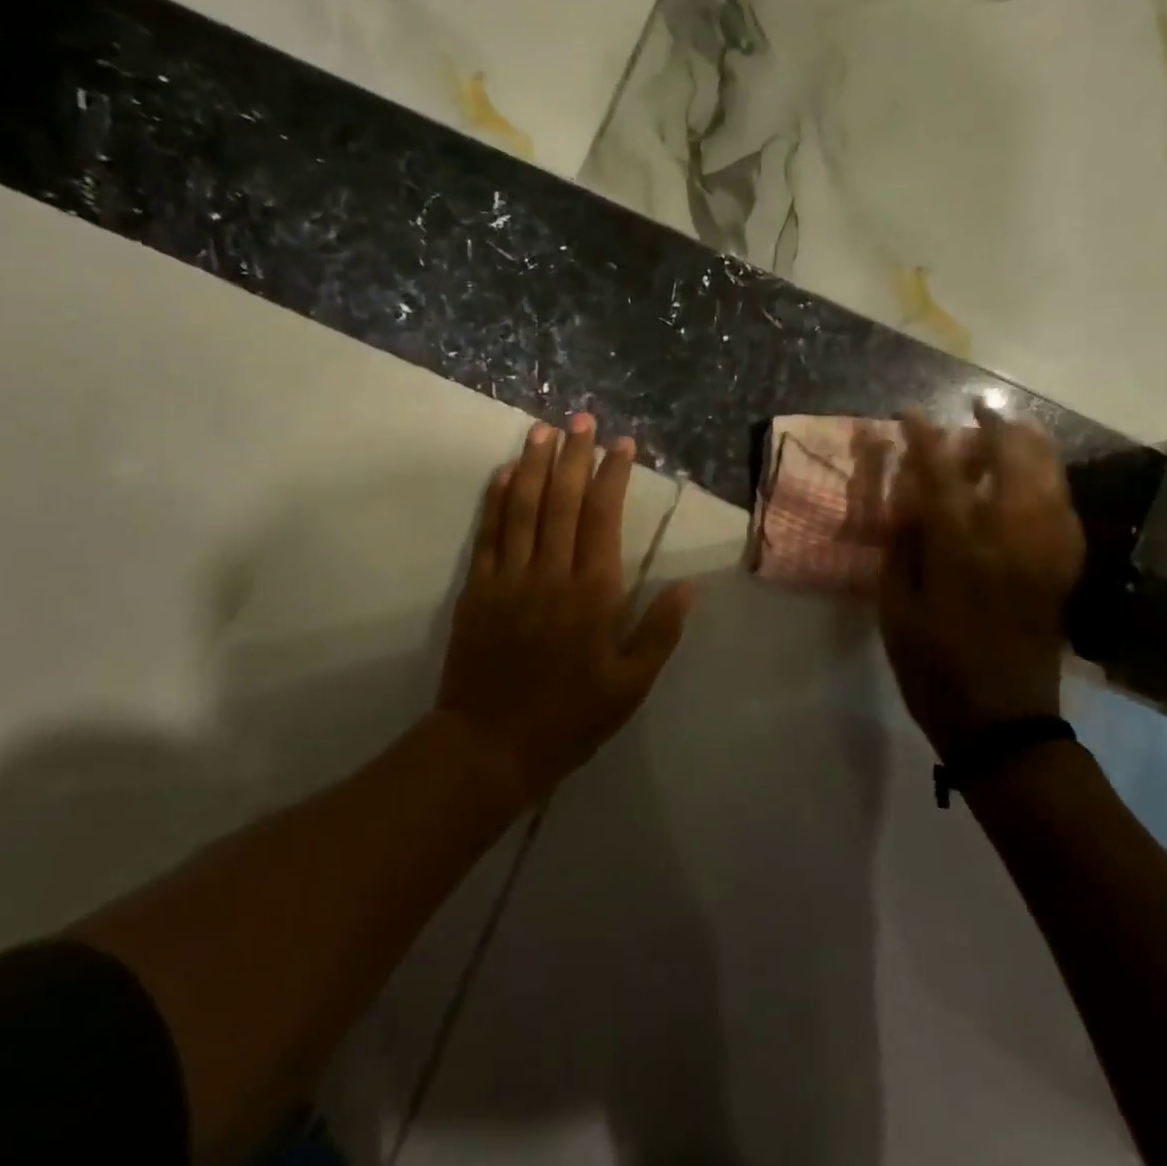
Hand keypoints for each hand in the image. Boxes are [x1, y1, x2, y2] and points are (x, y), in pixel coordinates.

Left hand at [437, 415, 695, 805]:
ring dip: (536, 464)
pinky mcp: (477, 590)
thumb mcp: (631, 686)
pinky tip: (505, 472)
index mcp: (593, 593)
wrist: (491, 746)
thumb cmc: (570, 717)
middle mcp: (551, 573)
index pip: (604, 517)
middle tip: (582, 419)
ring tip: (544, 429)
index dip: (613, 475)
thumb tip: (689, 587)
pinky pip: (488, 534)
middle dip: (574, 455)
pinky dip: (497, 499)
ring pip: (524, 507)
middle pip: (563, 500)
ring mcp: (509, 578)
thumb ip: (660, 633)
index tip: (622, 444)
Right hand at [879, 405, 1084, 758]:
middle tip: (976, 410)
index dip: (926, 438)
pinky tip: (1038, 479)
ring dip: (1031, 446)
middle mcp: (1011, 541)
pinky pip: (1066, 509)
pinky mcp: (1062, 571)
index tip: (911, 413)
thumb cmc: (933, 667)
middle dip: (996, 427)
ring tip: (1010, 429)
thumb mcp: (896, 608)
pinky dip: (1052, 481)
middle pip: (1014, 463)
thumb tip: (909, 495)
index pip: (942, 475)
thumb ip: (904, 545)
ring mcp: (1046, 554)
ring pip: (1050, 479)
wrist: (1002, 721)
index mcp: (961, 551)